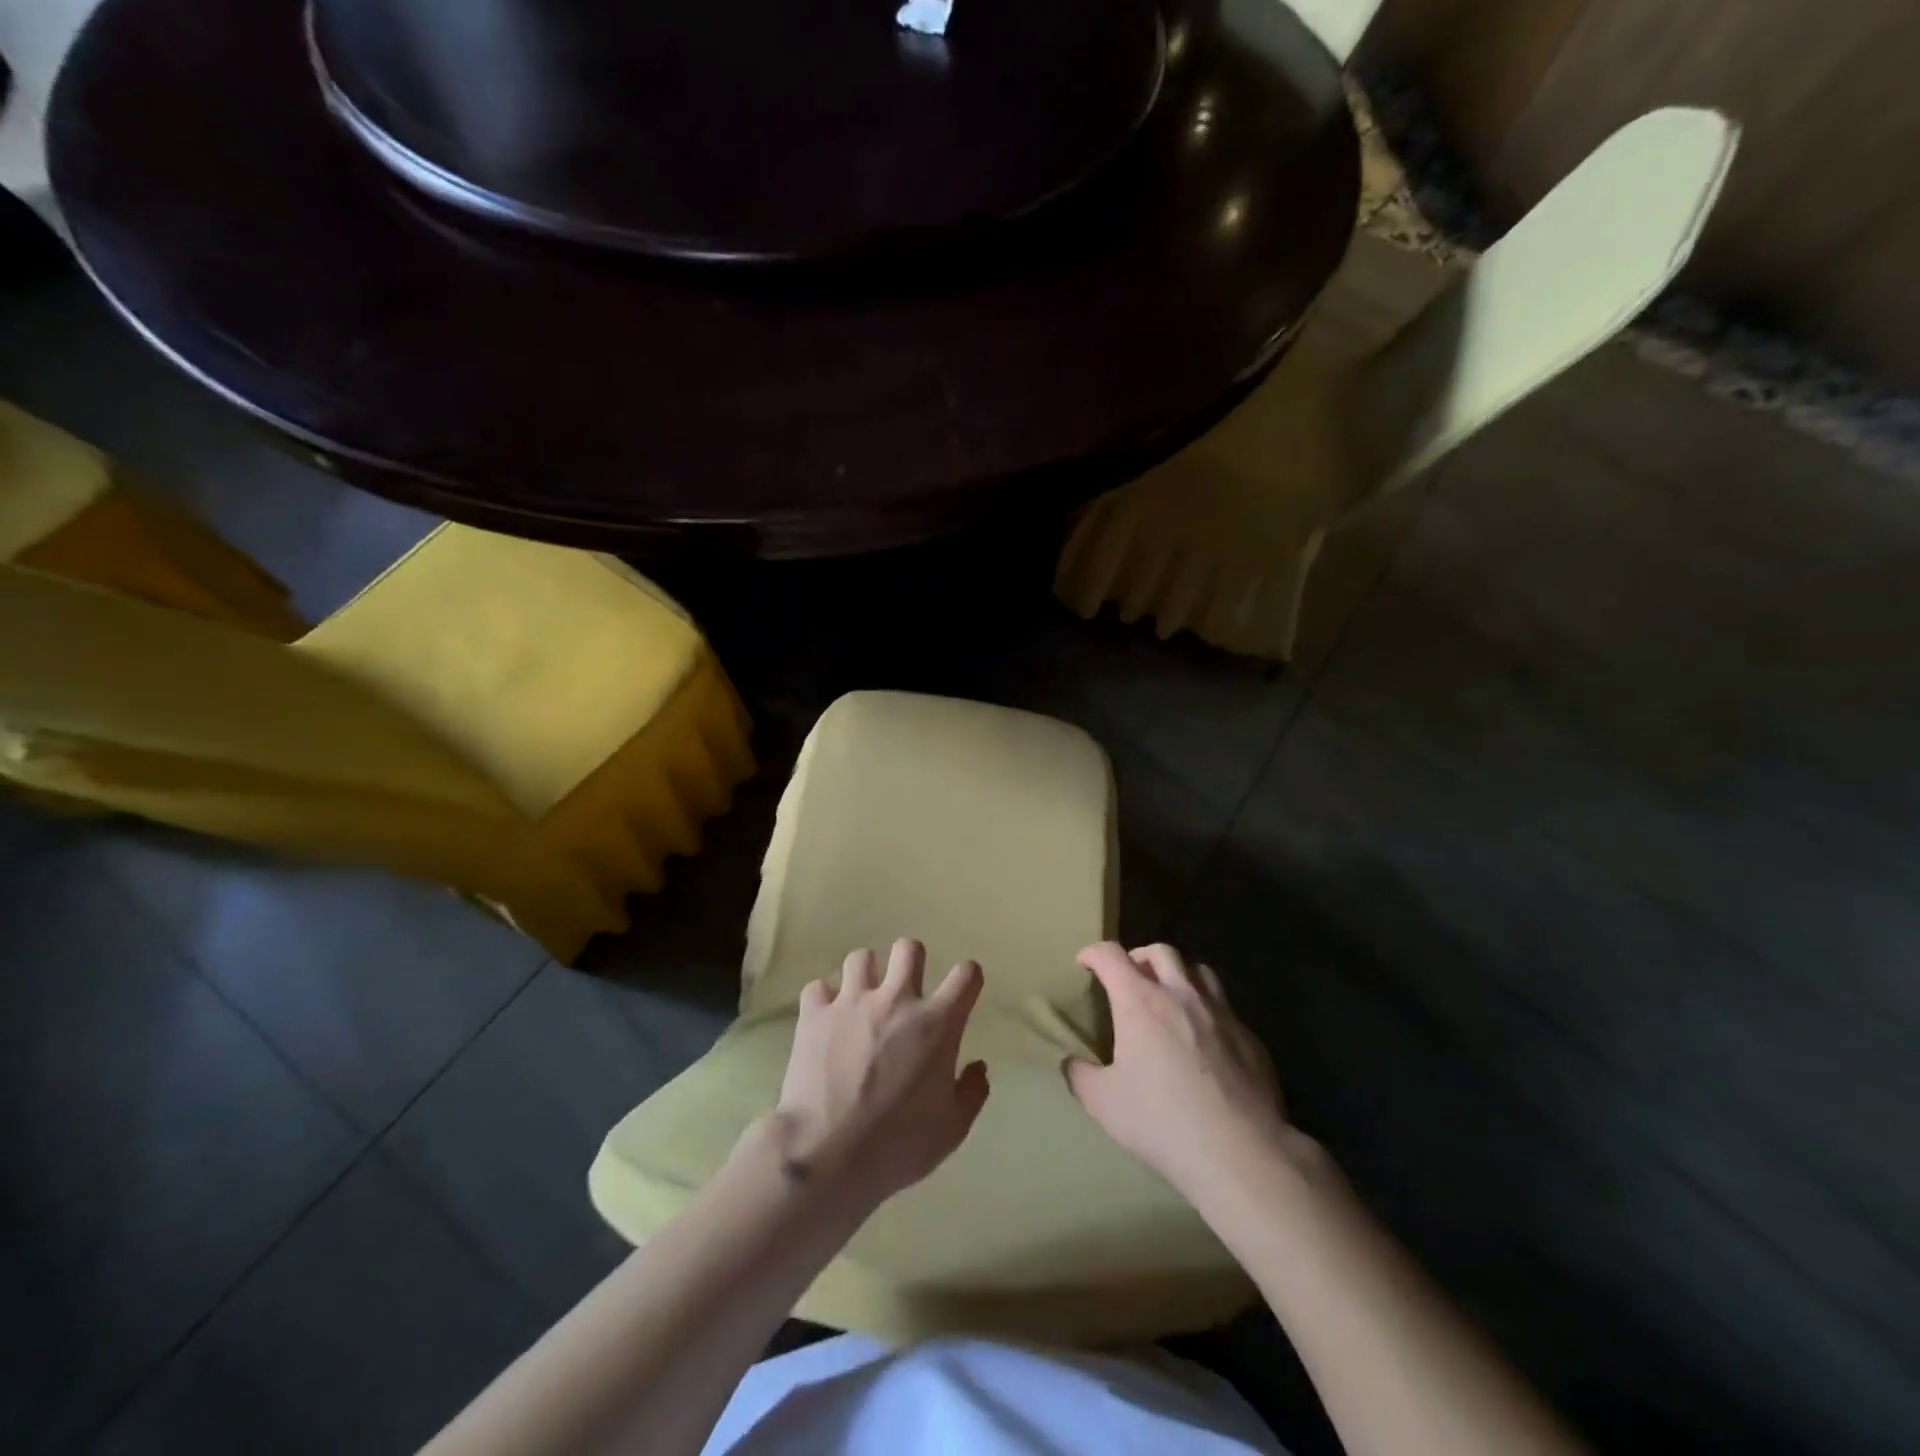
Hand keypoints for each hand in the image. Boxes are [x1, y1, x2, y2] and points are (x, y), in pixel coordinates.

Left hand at [767, 939, 989, 1211]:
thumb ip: (971, 1093)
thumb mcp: (951, 1131)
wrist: (826, 1154)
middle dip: (910, 962)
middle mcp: (897, 1000)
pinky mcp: (815, 1013)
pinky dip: (823, 1000)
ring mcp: (852, 1002)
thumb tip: (978, 1067)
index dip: (968, 979)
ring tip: (861, 1001)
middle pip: (909, 948)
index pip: (966, 975)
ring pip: (861, 957)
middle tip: (905, 991)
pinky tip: (825, 1020)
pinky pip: (818, 988)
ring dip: (865, 976)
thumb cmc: (896, 1145)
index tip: (962, 992)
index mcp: (937, 1024)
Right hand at [1068, 942, 1296, 1198]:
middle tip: (1128, 978)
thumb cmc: (1162, 1122)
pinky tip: (1205, 1040)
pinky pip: (1225, 1008)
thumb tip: (1072, 1063)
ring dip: (1178, 975)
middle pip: (1160, 951)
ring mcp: (1221, 1014)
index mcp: (1140, 1002)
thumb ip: (1081, 1076)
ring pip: (1199, 971)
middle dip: (1138, 957)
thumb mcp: (1103, 1103)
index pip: (1110, 956)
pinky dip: (1207, 1010)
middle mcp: (1181, 995)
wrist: (1241, 1154)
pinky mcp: (1250, 1038)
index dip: (1092, 953)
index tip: (1084, 963)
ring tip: (1169, 997)